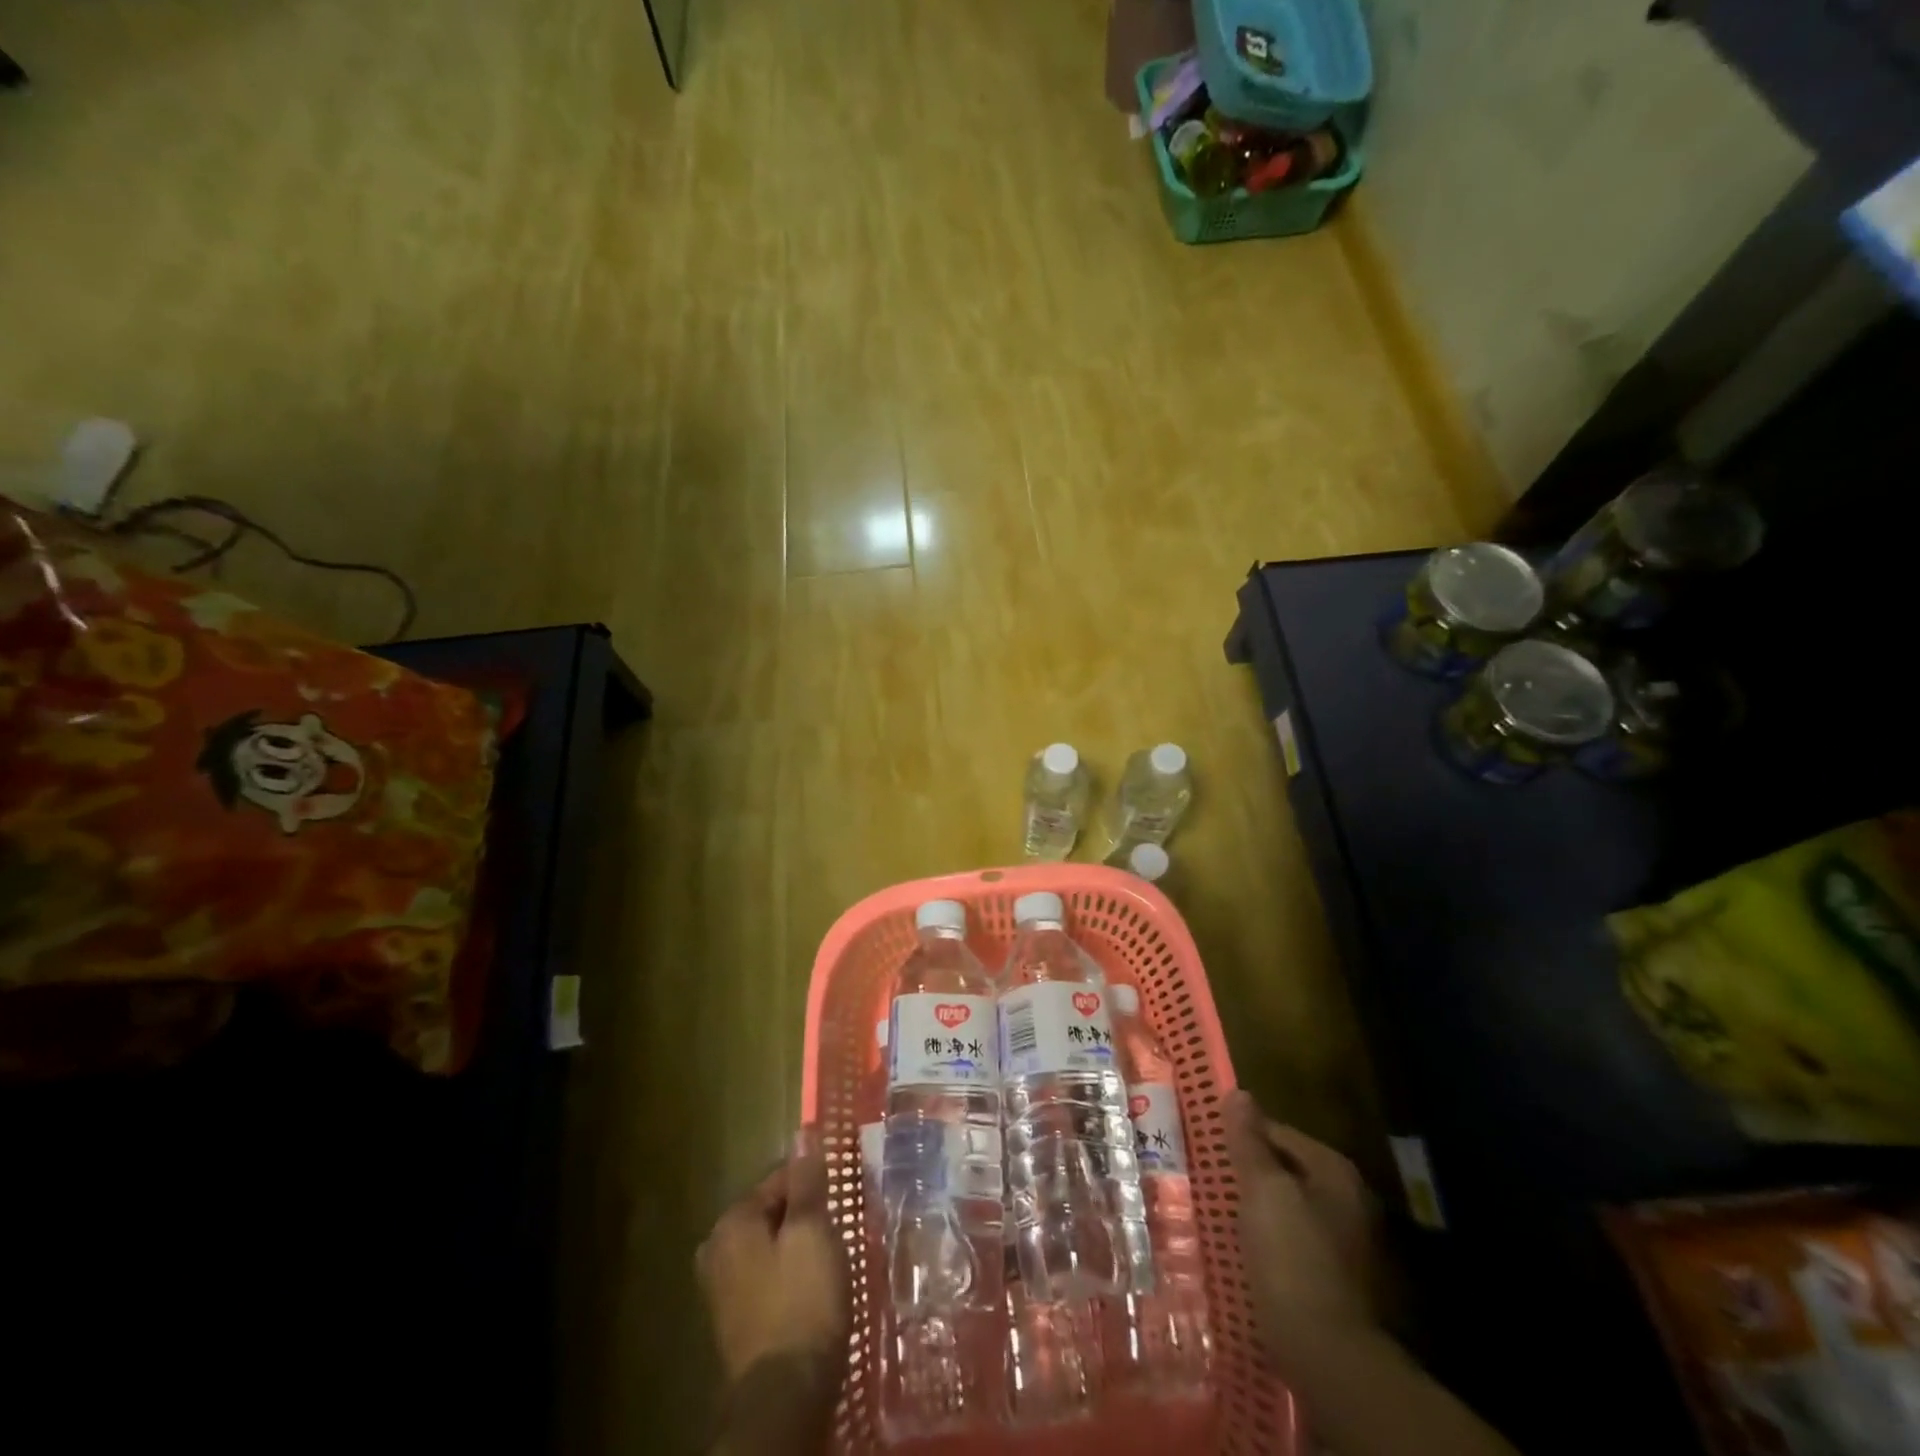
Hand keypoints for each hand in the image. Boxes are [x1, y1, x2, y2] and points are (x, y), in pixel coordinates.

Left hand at [697, 1129, 849, 1393]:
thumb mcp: (812, 1231)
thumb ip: (807, 1181)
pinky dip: (790, 1275)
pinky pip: (767, 1277)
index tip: (842, 1196)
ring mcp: (722, 1289)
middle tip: (838, 1228)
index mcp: (732, 1222)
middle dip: (805, 1216)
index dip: (814, 1183)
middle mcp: (717, 1249)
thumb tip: (802, 1133)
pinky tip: (813, 1288)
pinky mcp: (736, 1320)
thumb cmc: (801, 1301)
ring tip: (831, 1257)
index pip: (780, 1178)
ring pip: (770, 1246)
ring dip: (799, 1247)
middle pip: (773, 1212)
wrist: (785, 1397)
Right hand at [1223, 1091, 1383, 1369]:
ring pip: (1289, 1209)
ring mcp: (1348, 1244)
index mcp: (1335, 1171)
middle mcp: (1349, 1200)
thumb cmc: (1292, 1257)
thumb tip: (1239, 1092)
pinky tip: (1244, 1250)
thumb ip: (1249, 1140)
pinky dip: (1270, 1241)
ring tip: (1218, 1211)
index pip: (1279, 1132)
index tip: (1208, 1145)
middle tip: (1208, 1176)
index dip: (1242, 1135)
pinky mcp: (1337, 1281)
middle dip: (1250, 1173)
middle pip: (1287, 1171)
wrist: (1328, 1355)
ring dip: (1258, 1209)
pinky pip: (1294, 1244)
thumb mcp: (1263, 1189)